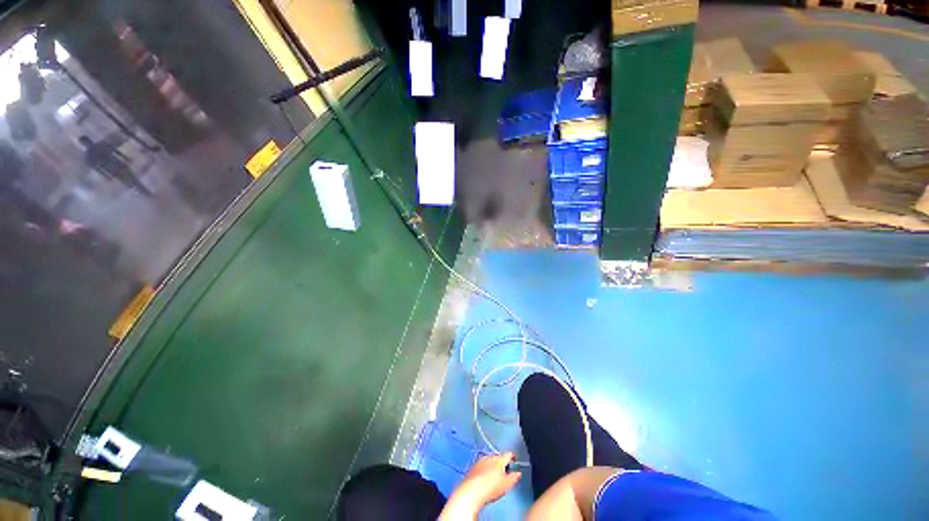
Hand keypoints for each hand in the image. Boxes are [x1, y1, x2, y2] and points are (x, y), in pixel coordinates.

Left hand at [441, 453, 521, 519]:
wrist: (472, 490)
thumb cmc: (491, 487)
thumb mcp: (507, 484)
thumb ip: (514, 477)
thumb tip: (518, 473)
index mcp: (500, 459)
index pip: (509, 454)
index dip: (513, 458)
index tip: (515, 461)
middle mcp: (490, 456)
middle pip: (498, 457)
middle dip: (502, 464)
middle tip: (505, 473)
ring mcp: (480, 460)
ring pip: (490, 461)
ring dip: (493, 466)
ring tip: (495, 477)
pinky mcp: (473, 467)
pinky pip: (482, 465)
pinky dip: (485, 470)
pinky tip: (485, 479)